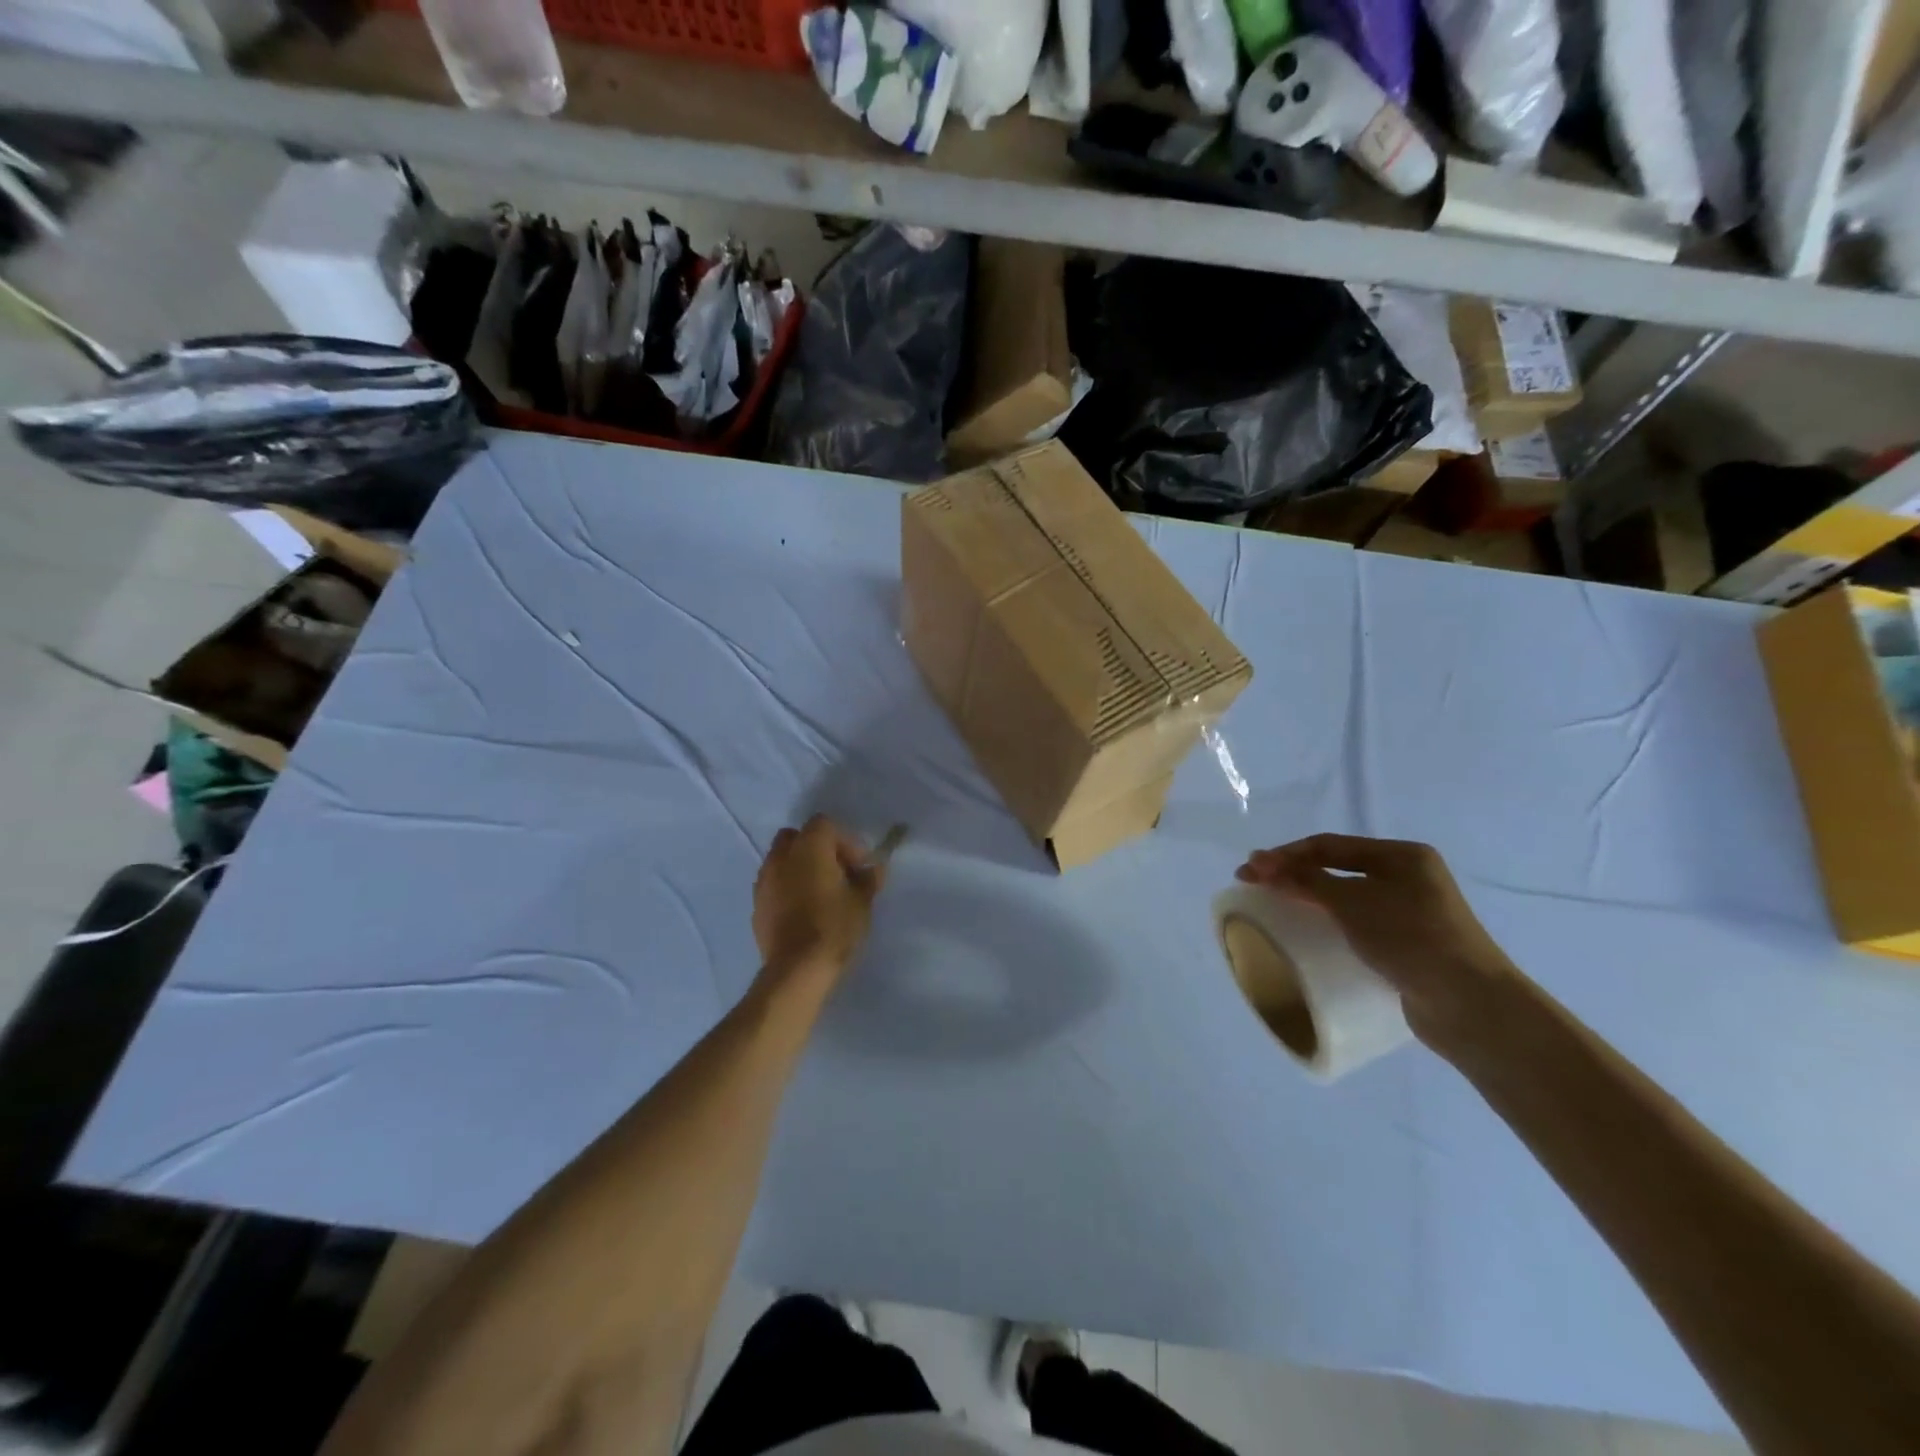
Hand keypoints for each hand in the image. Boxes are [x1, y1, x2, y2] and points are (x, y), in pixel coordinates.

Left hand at [753, 815, 885, 985]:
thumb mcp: (862, 902)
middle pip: (797, 836)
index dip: (845, 841)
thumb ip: (869, 879)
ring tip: (819, 893)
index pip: (825, 824)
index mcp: (809, 847)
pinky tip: (802, 911)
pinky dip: (787, 888)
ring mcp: (764, 880)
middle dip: (817, 848)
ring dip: (799, 868)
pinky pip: (773, 884)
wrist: (796, 969)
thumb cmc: (834, 927)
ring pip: (781, 860)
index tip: (858, 865)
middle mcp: (781, 856)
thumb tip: (875, 868)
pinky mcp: (756, 904)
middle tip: (836, 872)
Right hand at [1236, 834, 1515, 1050]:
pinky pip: (1358, 923)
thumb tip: (1261, 865)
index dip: (1285, 854)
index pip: (1329, 845)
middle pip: (1337, 867)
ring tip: (1276, 904)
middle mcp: (1409, 877)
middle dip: (1294, 872)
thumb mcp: (1352, 902)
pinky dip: (1330, 921)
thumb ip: (1305, 881)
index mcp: (1402, 856)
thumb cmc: (1411, 938)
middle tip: (1256, 883)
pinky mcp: (1408, 944)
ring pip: (1347, 896)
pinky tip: (1312, 931)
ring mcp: (1411, 912)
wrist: (1470, 1004)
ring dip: (1309, 896)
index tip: (1248, 868)